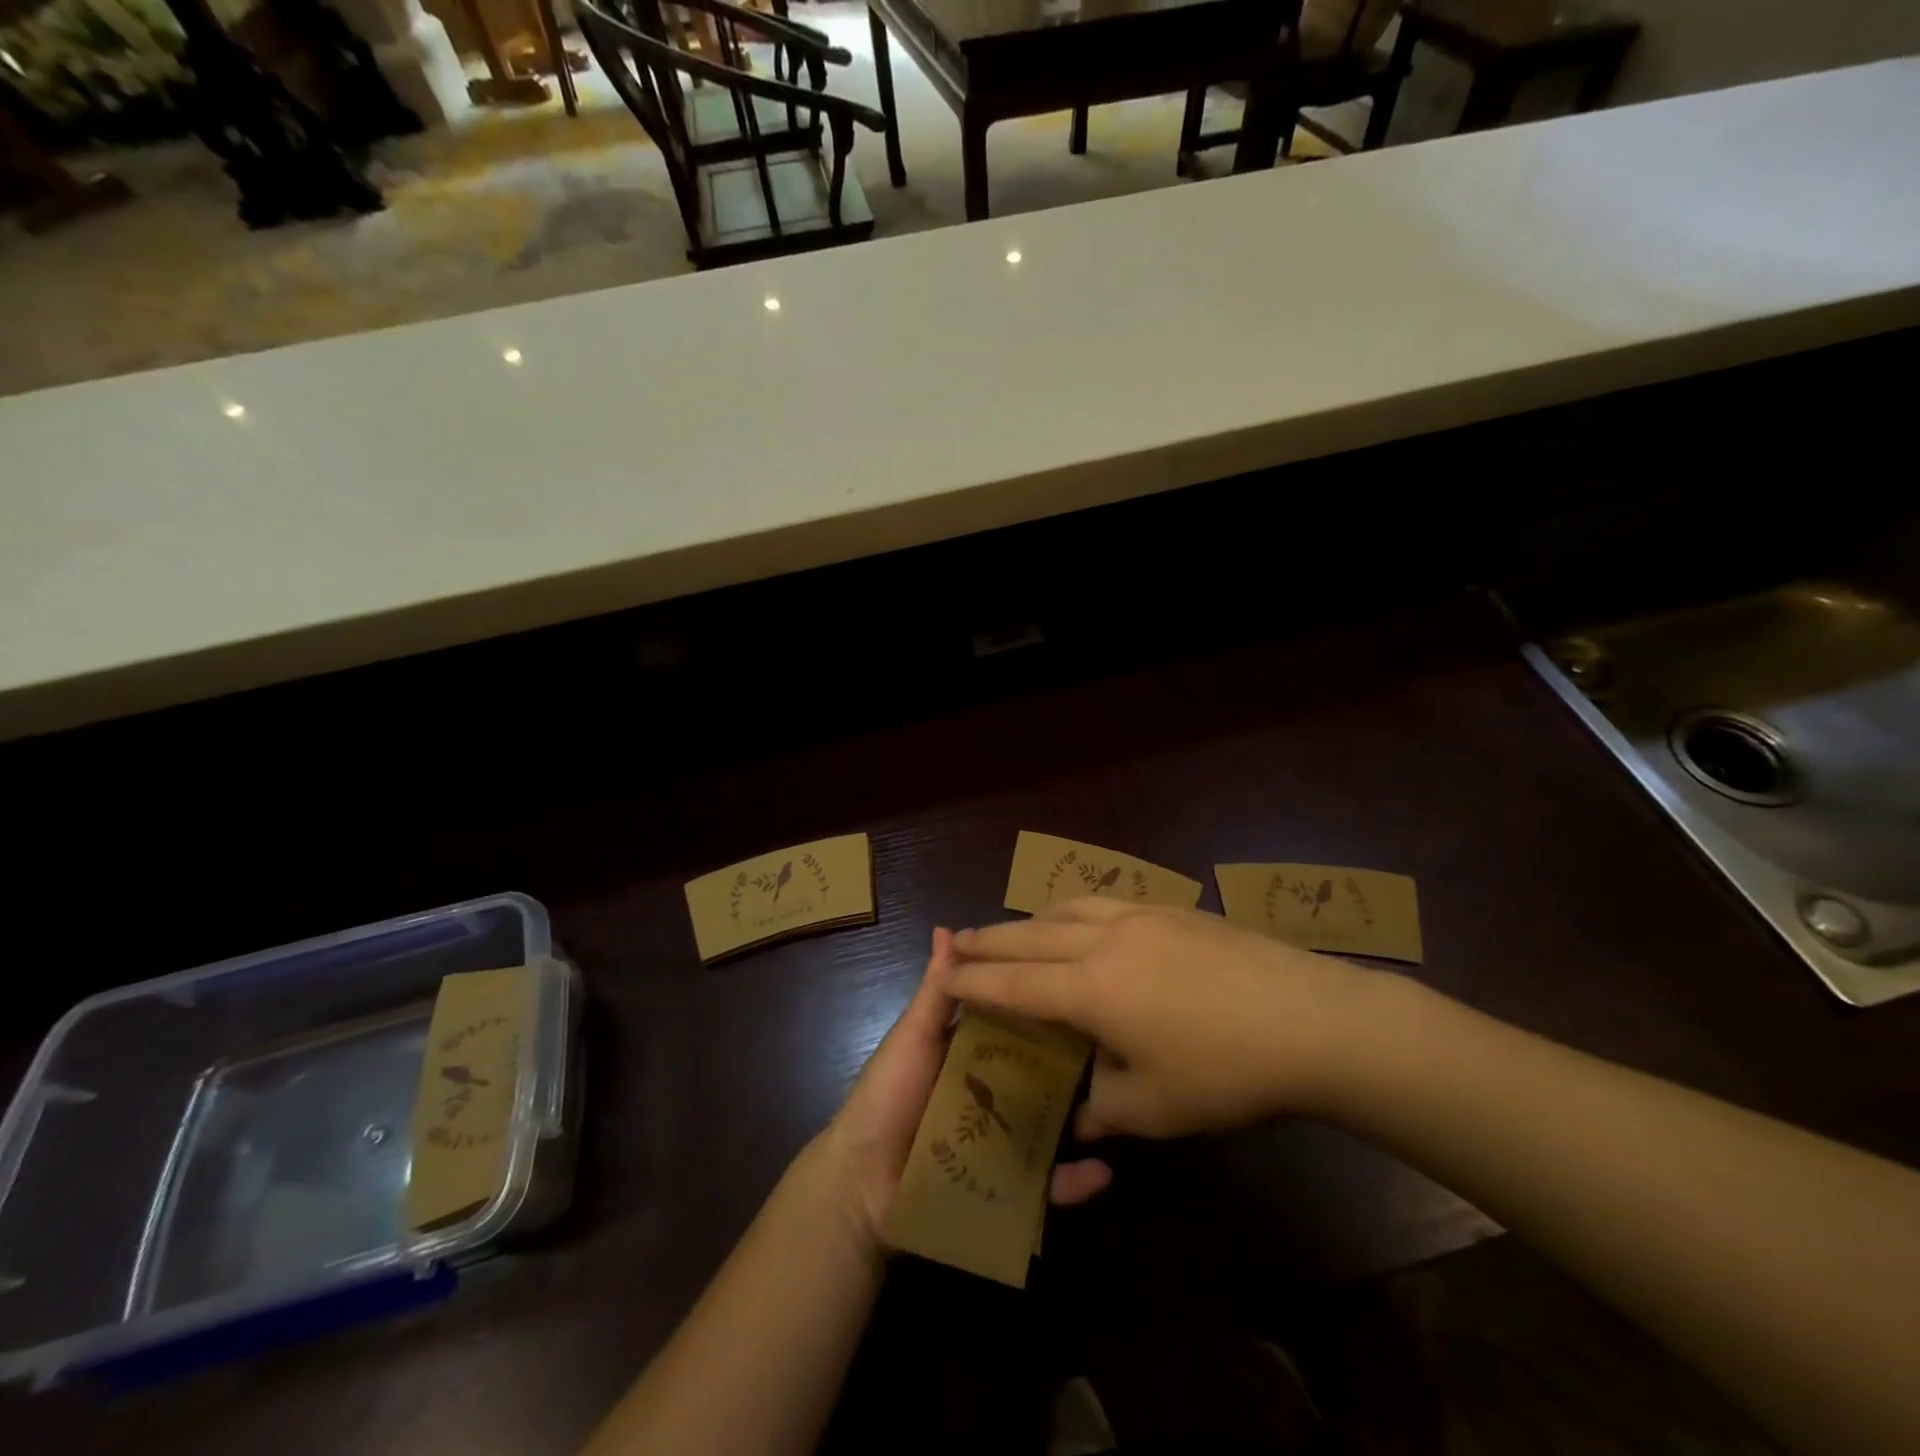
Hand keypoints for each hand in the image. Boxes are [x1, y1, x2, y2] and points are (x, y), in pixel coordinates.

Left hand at [815, 928, 1113, 1254]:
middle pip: (1042, 1070)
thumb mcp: (913, 1036)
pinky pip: (1045, 1185)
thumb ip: (936, 989)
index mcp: (972, 1052)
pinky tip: (1103, 1172)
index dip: (1046, 1002)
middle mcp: (993, 1090)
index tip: (1084, 980)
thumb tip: (946, 928)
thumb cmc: (885, 1097)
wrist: (858, 1184)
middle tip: (1120, 1043)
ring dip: (1085, 1118)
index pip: (1018, 1021)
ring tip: (1123, 1102)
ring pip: (1052, 1123)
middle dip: (1077, 1059)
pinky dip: (1074, 1181)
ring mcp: (1003, 1138)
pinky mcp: (1005, 1186)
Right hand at [950, 900, 1380, 1140]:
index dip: (976, 981)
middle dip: (991, 939)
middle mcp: (1106, 940)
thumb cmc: (1227, 1072)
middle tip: (959, 940)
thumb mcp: (1155, 1109)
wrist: (1312, 1019)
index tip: (945, 975)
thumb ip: (1100, 1108)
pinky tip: (1085, 922)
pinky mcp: (1175, 909)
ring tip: (1016, 930)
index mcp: (1092, 988)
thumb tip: (1072, 1115)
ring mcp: (1143, 917)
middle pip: (1032, 934)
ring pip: (1069, 908)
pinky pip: (1106, 903)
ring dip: (1033, 918)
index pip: (1016, 982)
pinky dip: (1075, 910)